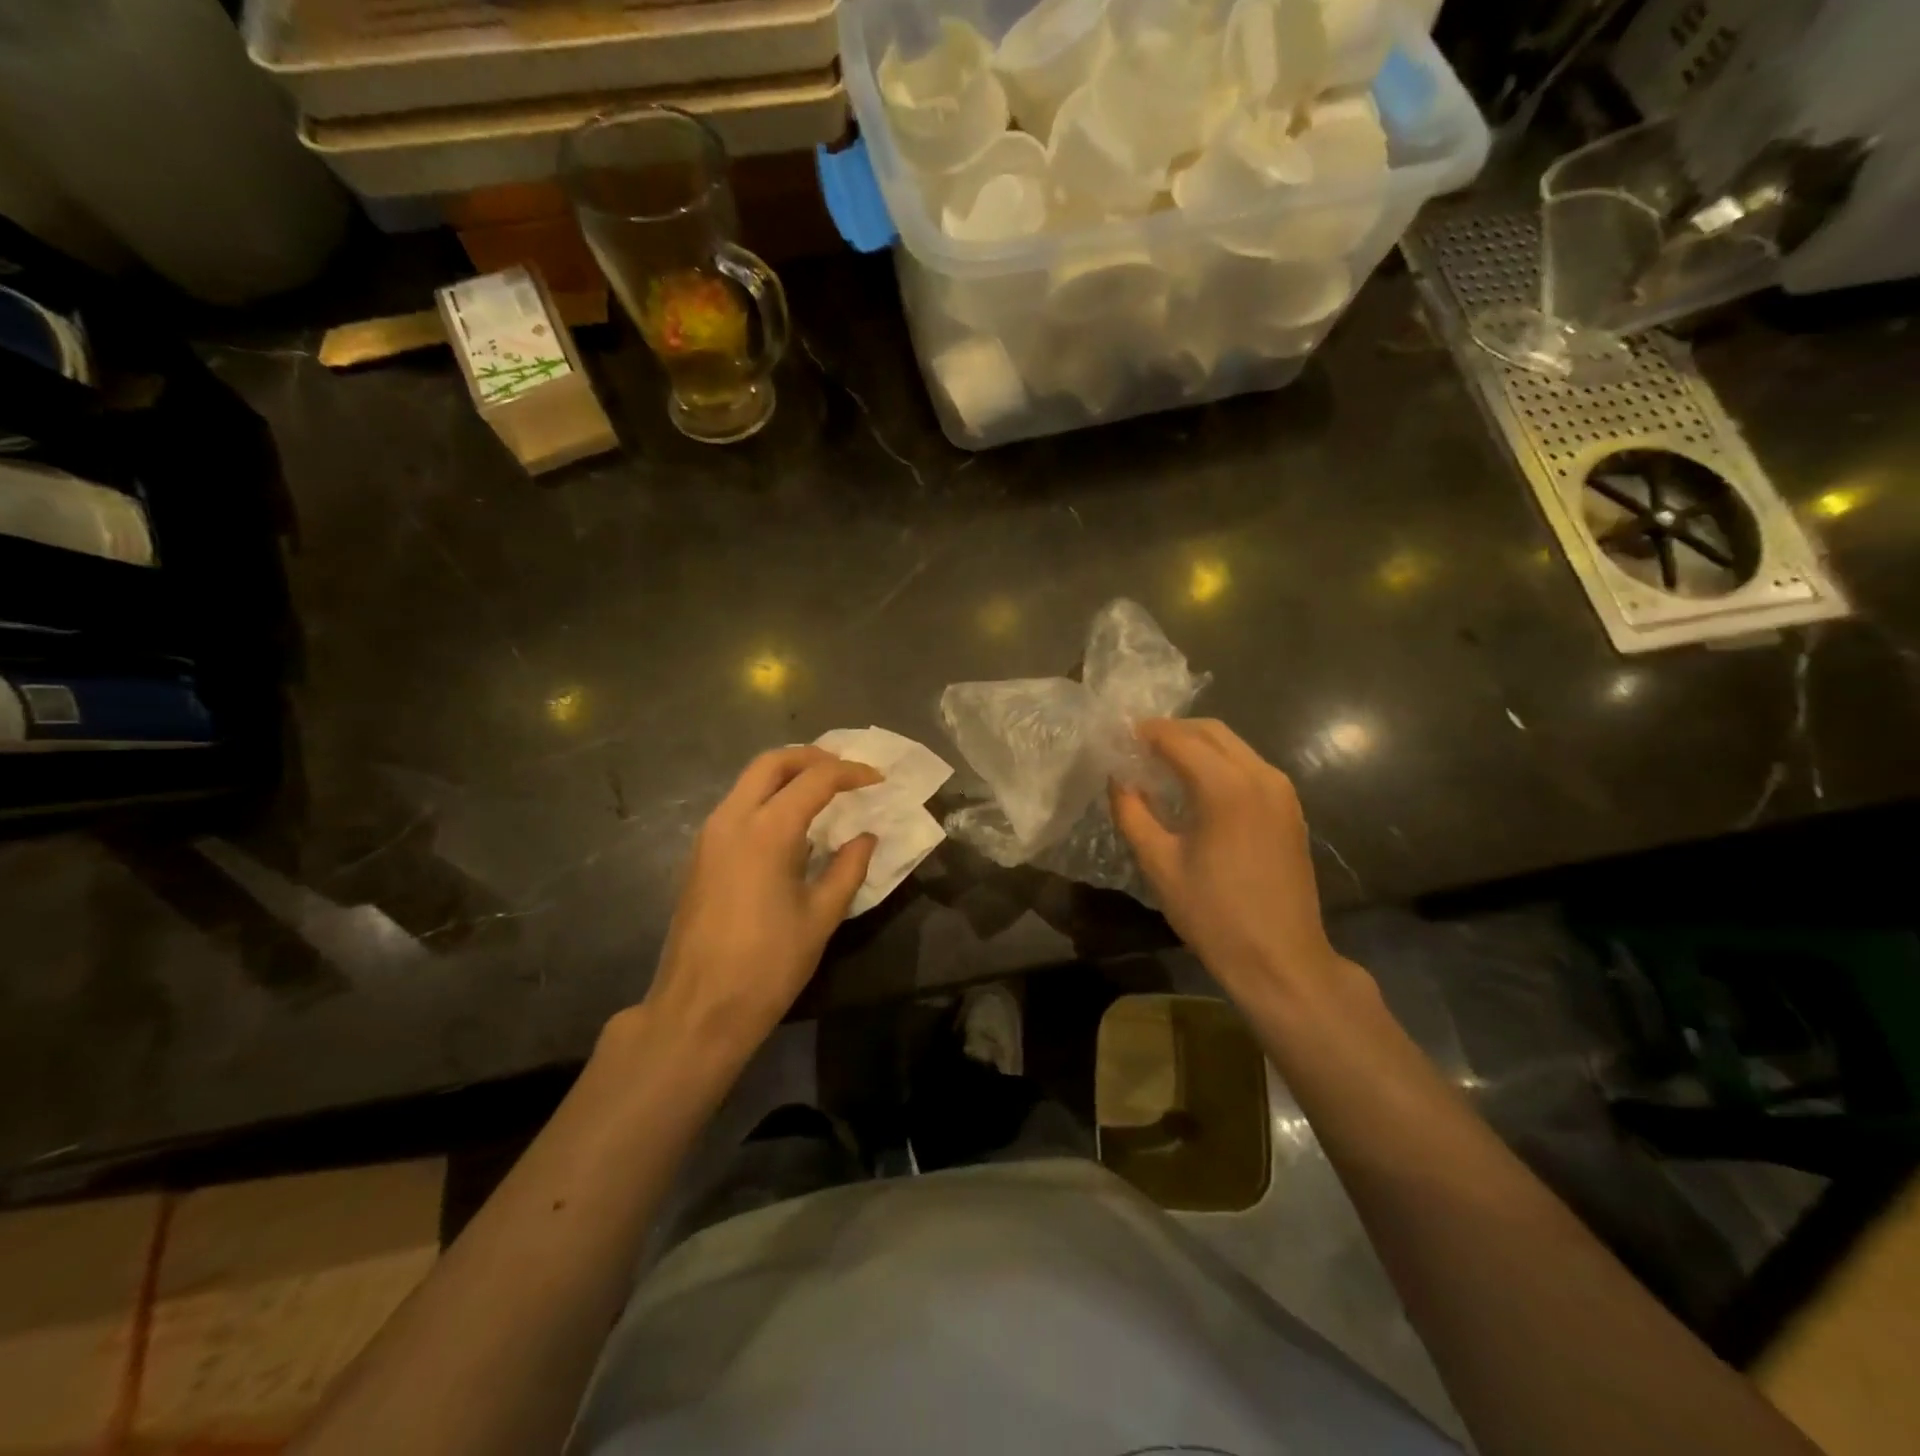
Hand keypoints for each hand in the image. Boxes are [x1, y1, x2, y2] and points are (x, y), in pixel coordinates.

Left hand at [636, 746, 878, 1067]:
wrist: (698, 1009)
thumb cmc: (768, 965)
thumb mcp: (820, 917)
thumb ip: (848, 869)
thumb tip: (866, 838)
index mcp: (767, 830)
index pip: (815, 779)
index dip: (851, 773)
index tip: (878, 779)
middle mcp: (732, 819)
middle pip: (772, 763)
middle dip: (811, 757)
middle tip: (845, 770)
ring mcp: (709, 836)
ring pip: (748, 781)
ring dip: (786, 775)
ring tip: (822, 791)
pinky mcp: (699, 855)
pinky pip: (736, 806)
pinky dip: (766, 798)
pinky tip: (789, 825)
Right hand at [1110, 719, 1353, 1013]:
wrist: (1281, 960)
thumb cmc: (1213, 915)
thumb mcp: (1159, 864)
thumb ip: (1133, 813)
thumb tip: (1118, 780)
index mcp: (1226, 787)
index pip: (1177, 739)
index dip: (1144, 732)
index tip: (1117, 736)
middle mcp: (1260, 776)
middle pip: (1211, 731)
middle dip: (1172, 731)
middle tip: (1137, 747)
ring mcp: (1282, 791)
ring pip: (1234, 747)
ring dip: (1197, 746)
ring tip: (1162, 765)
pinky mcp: (1291, 809)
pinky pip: (1250, 767)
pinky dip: (1220, 764)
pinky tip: (1197, 788)